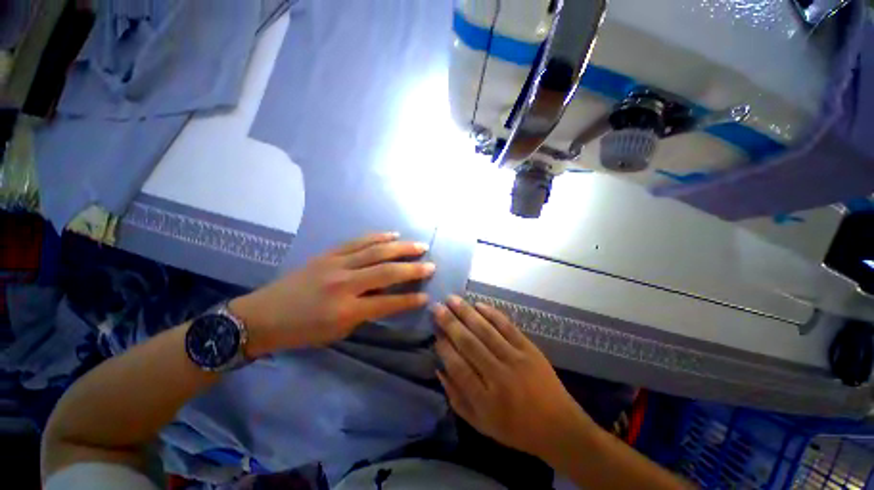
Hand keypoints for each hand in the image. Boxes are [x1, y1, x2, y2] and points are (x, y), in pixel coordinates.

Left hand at [231, 232, 434, 355]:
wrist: (262, 316)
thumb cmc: (301, 332)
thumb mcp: (337, 332)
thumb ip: (365, 313)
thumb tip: (387, 298)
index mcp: (346, 310)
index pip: (388, 302)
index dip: (410, 300)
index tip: (427, 296)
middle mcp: (345, 283)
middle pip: (386, 272)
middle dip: (413, 269)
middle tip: (432, 264)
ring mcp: (336, 264)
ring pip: (376, 251)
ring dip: (401, 248)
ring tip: (419, 245)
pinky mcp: (328, 254)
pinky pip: (358, 242)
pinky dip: (378, 237)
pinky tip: (393, 234)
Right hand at [433, 295, 593, 459]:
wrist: (558, 426)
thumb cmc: (516, 429)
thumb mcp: (481, 425)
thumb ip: (457, 398)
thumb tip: (439, 369)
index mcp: (485, 400)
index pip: (458, 367)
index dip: (444, 348)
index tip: (435, 334)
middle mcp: (498, 375)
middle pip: (469, 344)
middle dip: (450, 323)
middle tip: (436, 308)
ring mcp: (515, 358)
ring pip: (485, 330)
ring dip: (466, 312)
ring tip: (451, 299)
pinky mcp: (529, 348)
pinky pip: (507, 326)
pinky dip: (491, 313)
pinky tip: (478, 304)